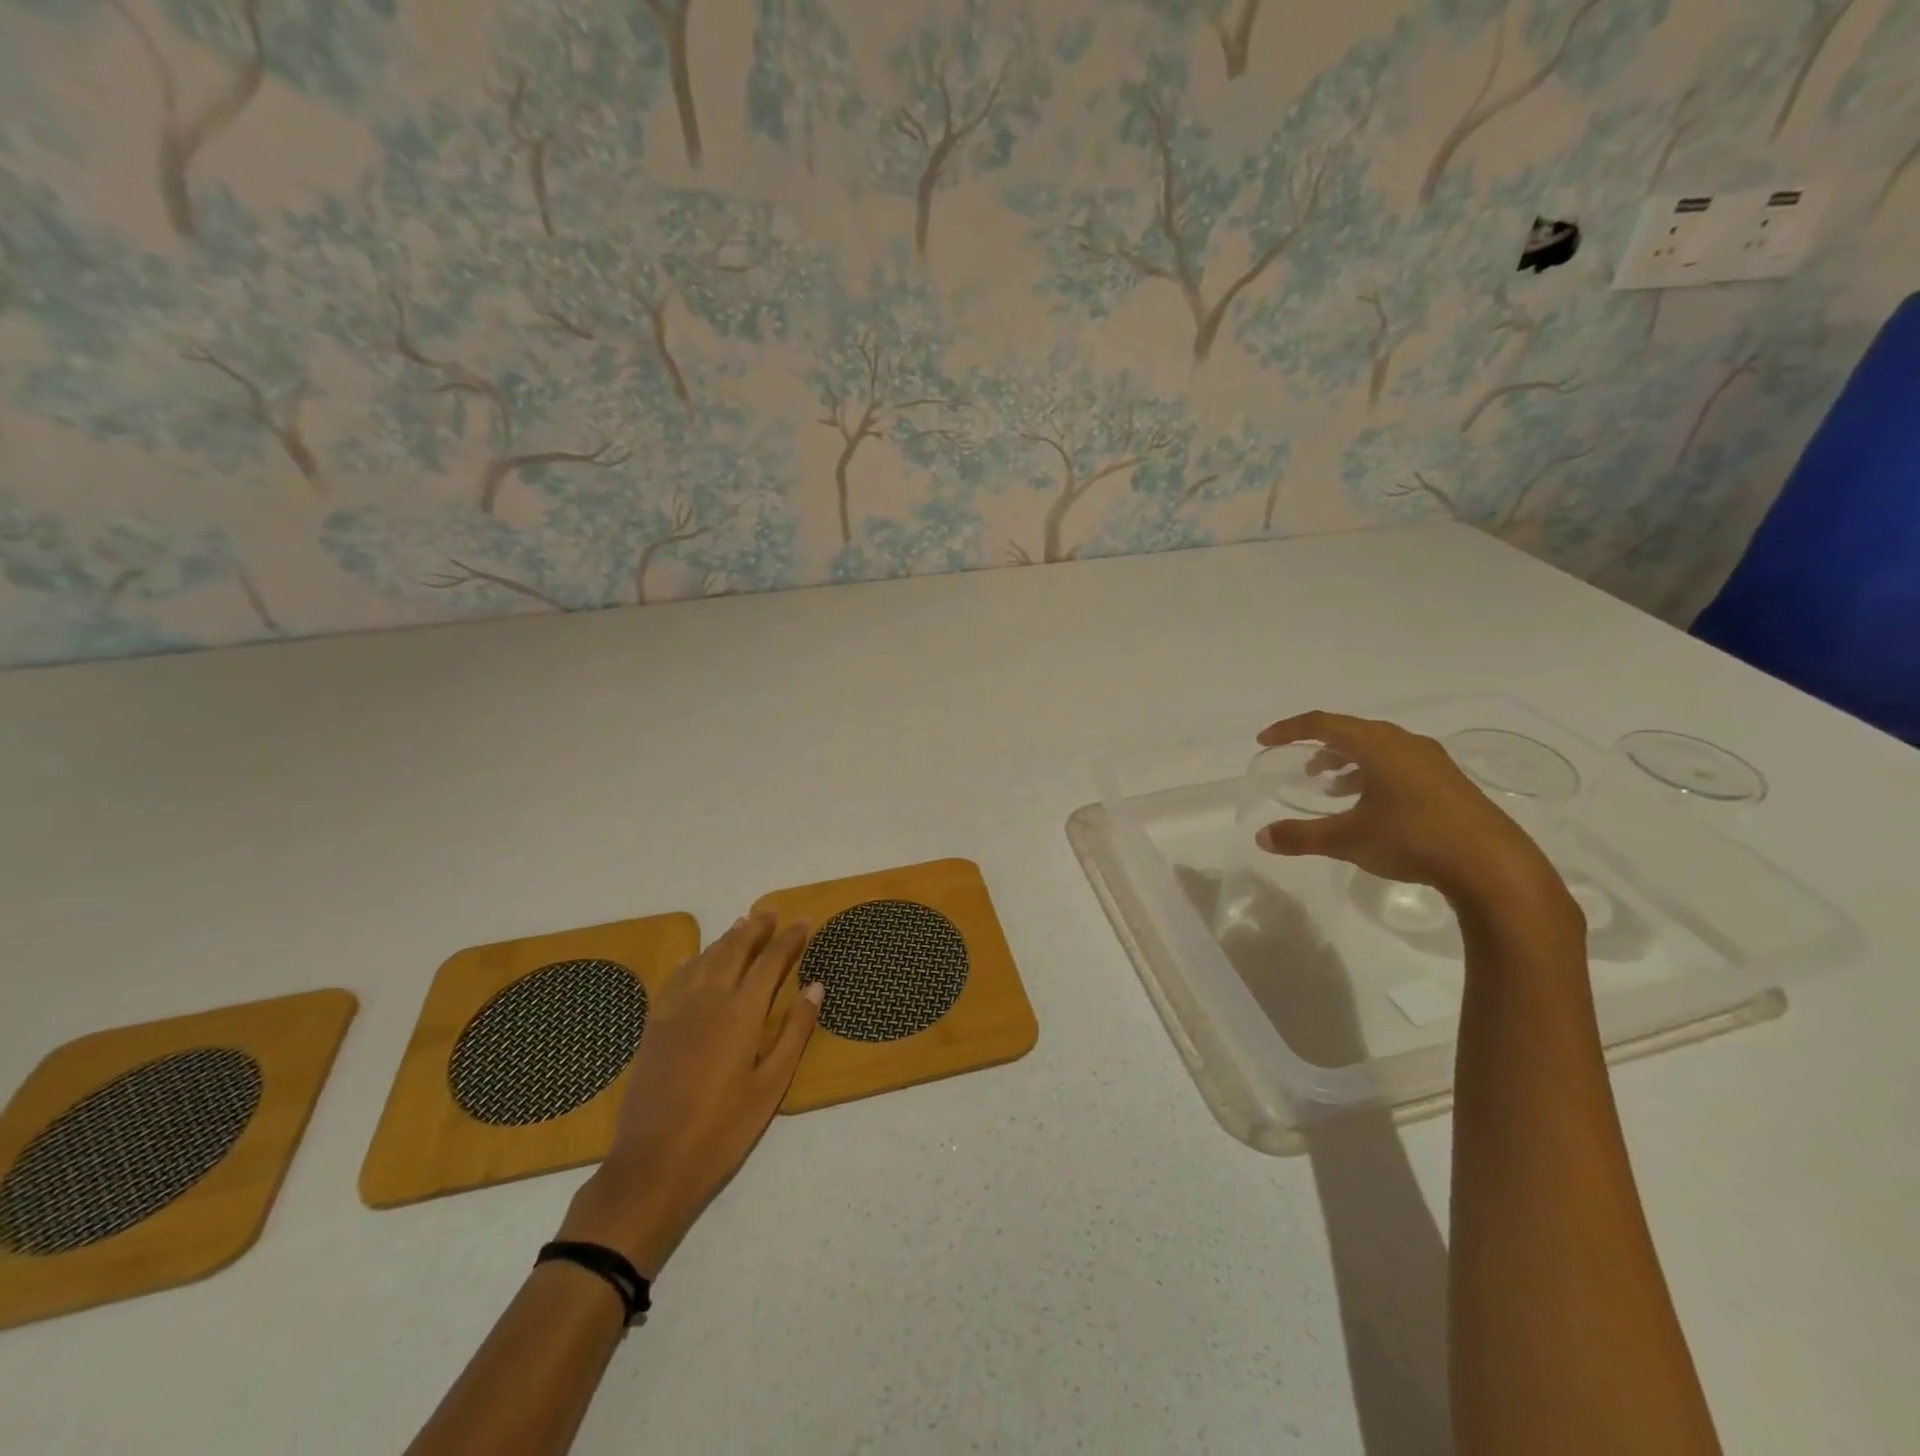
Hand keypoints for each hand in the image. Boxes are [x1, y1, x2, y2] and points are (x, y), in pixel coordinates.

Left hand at [558, 912, 821, 1278]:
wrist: (653, 1164)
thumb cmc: (724, 1128)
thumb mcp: (772, 1084)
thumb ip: (795, 1031)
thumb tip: (815, 986)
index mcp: (742, 1012)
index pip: (771, 961)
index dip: (790, 938)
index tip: (805, 921)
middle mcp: (709, 998)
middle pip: (735, 949)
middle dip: (756, 927)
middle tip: (772, 910)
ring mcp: (676, 1009)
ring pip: (705, 958)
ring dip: (726, 938)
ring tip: (742, 924)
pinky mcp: (654, 1025)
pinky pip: (675, 978)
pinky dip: (690, 961)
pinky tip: (693, 958)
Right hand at [1254, 710, 1563, 908]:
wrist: (1492, 866)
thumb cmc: (1413, 839)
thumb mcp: (1348, 839)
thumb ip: (1302, 836)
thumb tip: (1262, 838)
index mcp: (1378, 746)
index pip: (1323, 724)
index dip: (1290, 730)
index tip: (1265, 741)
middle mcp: (1405, 744)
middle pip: (1353, 731)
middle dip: (1320, 745)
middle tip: (1299, 764)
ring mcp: (1432, 763)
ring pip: (1378, 749)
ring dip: (1348, 762)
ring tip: (1329, 786)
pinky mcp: (1448, 783)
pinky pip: (1399, 765)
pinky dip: (1373, 775)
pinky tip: (1369, 805)